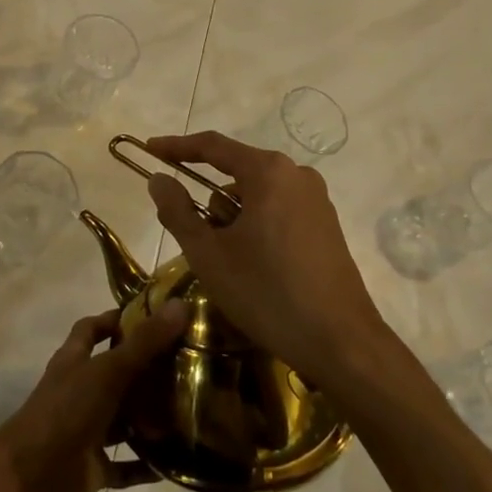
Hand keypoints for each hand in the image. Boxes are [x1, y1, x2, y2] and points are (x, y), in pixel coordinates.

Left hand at [0, 301, 188, 491]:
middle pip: (114, 374)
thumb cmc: (66, 412)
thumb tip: (180, 305)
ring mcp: (85, 430)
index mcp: (74, 361)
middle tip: (185, 365)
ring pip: (122, 420)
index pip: (92, 329)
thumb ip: (144, 343)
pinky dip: (146, 464)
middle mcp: (79, 391)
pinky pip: (125, 464)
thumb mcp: (107, 371)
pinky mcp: (92, 467)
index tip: (152, 316)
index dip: (115, 319)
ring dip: (150, 418)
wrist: (31, 480)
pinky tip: (175, 462)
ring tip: (191, 412)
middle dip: (145, 370)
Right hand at [144, 131, 397, 389]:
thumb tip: (158, 179)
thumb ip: (177, 211)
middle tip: (191, 236)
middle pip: (235, 173)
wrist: (342, 344)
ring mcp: (316, 201)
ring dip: (233, 219)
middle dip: (208, 199)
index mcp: (268, 172)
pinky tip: (253, 267)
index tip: (150, 149)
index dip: (176, 147)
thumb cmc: (267, 293)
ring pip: (256, 196)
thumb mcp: (209, 254)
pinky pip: (277, 212)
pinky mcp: (326, 226)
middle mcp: (296, 175)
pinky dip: (256, 228)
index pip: (212, 147)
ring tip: (226, 264)